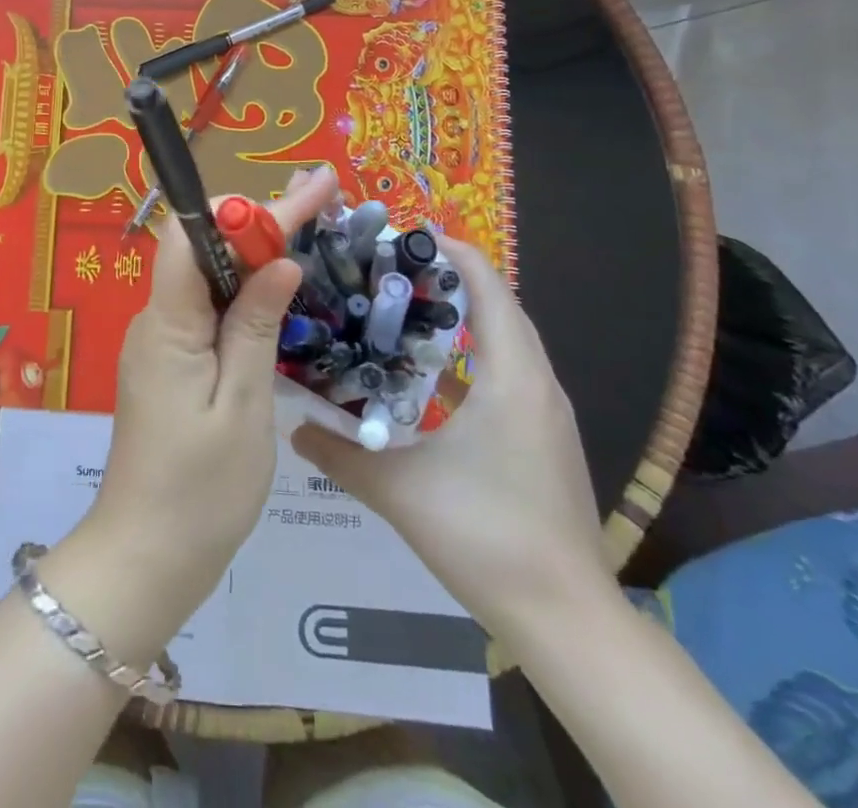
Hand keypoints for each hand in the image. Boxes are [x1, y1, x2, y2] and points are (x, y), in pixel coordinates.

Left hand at [44, 167, 341, 661]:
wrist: (146, 557)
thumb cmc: (200, 491)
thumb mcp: (243, 407)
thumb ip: (255, 326)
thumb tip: (279, 262)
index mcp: (168, 323)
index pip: (194, 236)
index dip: (244, 209)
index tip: (303, 194)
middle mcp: (158, 320)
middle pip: (204, 249)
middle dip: (260, 220)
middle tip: (320, 197)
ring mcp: (162, 342)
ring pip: (208, 277)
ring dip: (255, 251)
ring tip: (309, 229)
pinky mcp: (172, 364)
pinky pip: (208, 310)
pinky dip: (244, 292)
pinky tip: (278, 290)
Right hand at [290, 237, 611, 635]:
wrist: (566, 619)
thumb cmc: (485, 536)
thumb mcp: (399, 490)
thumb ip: (340, 454)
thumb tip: (292, 426)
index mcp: (511, 377)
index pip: (489, 288)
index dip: (452, 254)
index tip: (404, 238)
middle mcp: (538, 384)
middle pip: (501, 307)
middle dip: (452, 280)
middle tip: (392, 271)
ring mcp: (548, 414)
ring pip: (510, 341)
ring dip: (467, 317)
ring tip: (408, 310)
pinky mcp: (547, 440)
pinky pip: (512, 373)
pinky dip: (478, 354)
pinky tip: (436, 376)